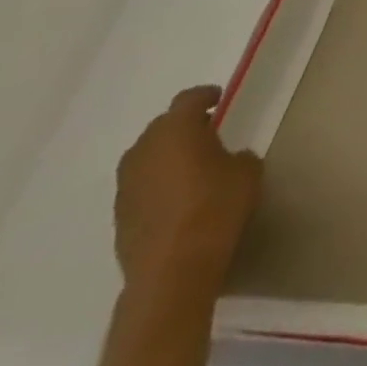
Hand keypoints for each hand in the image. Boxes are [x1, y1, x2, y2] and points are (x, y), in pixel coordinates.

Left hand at [114, 85, 262, 296]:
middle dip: (181, 125)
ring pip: (145, 157)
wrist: (173, 270)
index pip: (187, 100)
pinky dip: (155, 182)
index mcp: (177, 131)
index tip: (218, 98)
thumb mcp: (247, 170)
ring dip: (164, 155)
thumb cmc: (217, 206)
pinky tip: (175, 196)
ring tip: (189, 164)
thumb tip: (227, 159)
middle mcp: (144, 152)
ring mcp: (126, 187)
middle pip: (160, 127)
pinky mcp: (119, 217)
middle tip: (206, 131)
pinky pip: (139, 185)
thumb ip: (236, 155)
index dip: (204, 96)